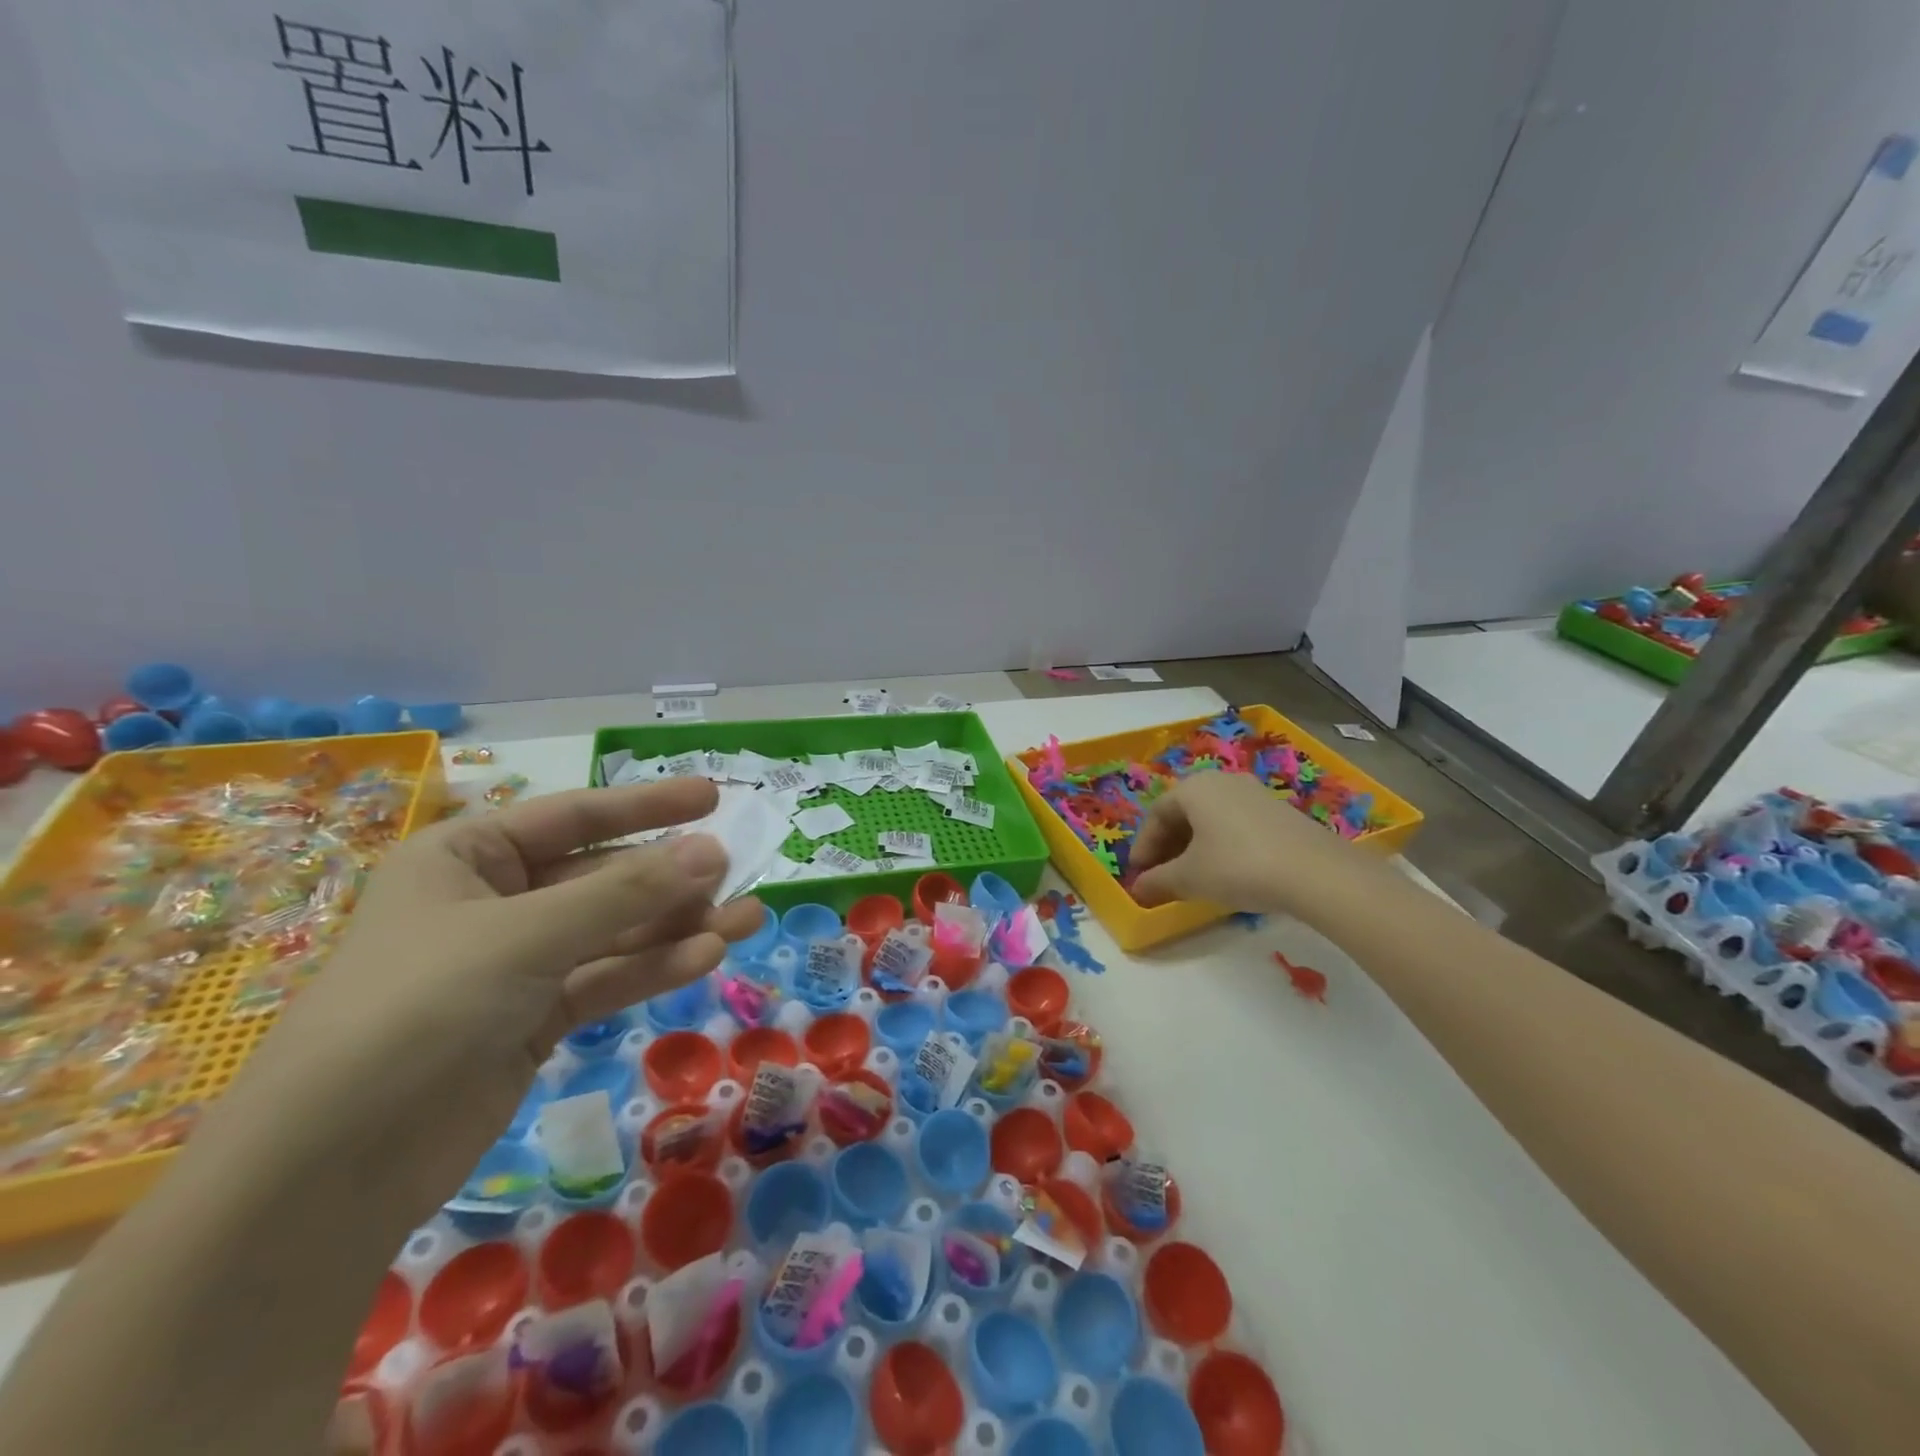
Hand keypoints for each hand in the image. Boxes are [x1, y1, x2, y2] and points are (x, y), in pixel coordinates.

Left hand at [214, 778, 759, 1223]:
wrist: (329, 1171)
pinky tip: (707, 957)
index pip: (574, 815)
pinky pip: (605, 979)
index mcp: (467, 857)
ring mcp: (516, 965)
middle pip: (602, 876)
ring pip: (614, 932)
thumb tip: (714, 849)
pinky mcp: (534, 1020)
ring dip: (678, 926)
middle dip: (670, 877)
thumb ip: (626, 892)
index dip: (647, 805)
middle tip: (738, 870)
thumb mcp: (527, 935)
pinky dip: (654, 968)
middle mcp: (493, 903)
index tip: (713, 797)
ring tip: (747, 917)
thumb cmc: (418, 1008)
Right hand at [1130, 770, 1373, 915]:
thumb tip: (1138, 888)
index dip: (1143, 847)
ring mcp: (1254, 793)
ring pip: (1211, 819)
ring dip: (1194, 847)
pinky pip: (1235, 825)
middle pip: (1183, 813)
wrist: (1316, 873)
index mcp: (1194, 788)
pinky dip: (1221, 846)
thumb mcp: (1189, 878)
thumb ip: (1158, 881)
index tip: (1138, 876)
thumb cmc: (1238, 867)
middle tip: (1161, 876)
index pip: (1156, 814)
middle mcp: (1222, 781)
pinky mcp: (1279, 811)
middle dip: (1168, 846)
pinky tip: (1226, 873)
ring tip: (1192, 877)